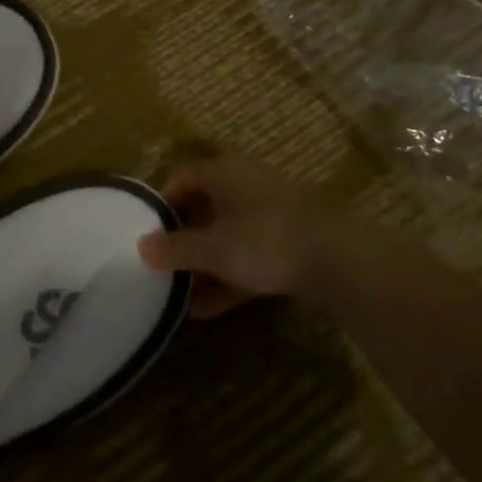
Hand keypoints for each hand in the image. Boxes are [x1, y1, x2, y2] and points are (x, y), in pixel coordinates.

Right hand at [138, 156, 331, 317]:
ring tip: (182, 295)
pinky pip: (250, 253)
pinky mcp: (290, 239)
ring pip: (227, 234)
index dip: (161, 204)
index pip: (180, 178)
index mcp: (222, 172)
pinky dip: (230, 275)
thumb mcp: (212, 249)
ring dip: (205, 263)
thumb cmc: (263, 240)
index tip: (147, 233)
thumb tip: (142, 246)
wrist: (339, 259)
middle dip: (183, 239)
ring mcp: (270, 211)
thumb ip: (175, 249)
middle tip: (163, 265)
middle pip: (203, 207)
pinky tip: (210, 308)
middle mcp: (244, 183)